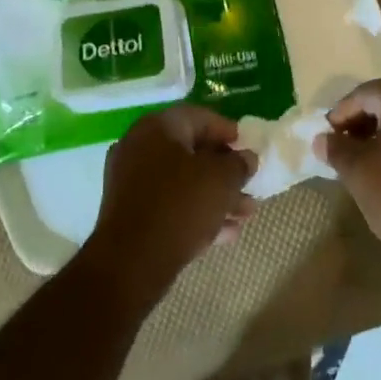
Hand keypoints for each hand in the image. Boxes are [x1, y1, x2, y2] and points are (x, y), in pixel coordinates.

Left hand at [87, 105, 255, 293]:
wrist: (131, 262)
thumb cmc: (180, 206)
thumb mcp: (222, 181)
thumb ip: (239, 164)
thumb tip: (246, 158)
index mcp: (158, 127)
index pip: (200, 118)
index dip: (229, 132)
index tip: (249, 148)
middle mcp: (139, 146)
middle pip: (191, 152)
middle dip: (225, 171)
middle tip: (250, 186)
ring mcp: (130, 179)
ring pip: (182, 181)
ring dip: (215, 195)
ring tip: (245, 215)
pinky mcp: (129, 211)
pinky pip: (169, 203)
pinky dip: (195, 212)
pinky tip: (224, 233)